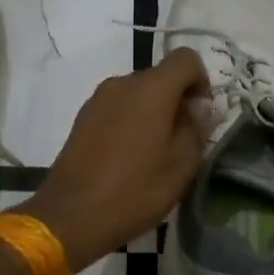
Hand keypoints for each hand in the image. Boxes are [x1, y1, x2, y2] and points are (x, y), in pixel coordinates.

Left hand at [17, 48, 210, 271]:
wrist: (71, 215)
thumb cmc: (135, 190)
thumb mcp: (182, 165)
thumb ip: (197, 128)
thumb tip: (200, 108)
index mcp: (151, 88)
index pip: (186, 58)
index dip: (201, 80)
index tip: (200, 114)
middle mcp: (123, 83)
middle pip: (161, 77)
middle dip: (177, 100)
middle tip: (181, 141)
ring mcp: (98, 98)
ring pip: (138, 93)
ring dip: (152, 112)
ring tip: (153, 153)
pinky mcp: (83, 117)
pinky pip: (118, 107)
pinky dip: (130, 121)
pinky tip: (128, 157)